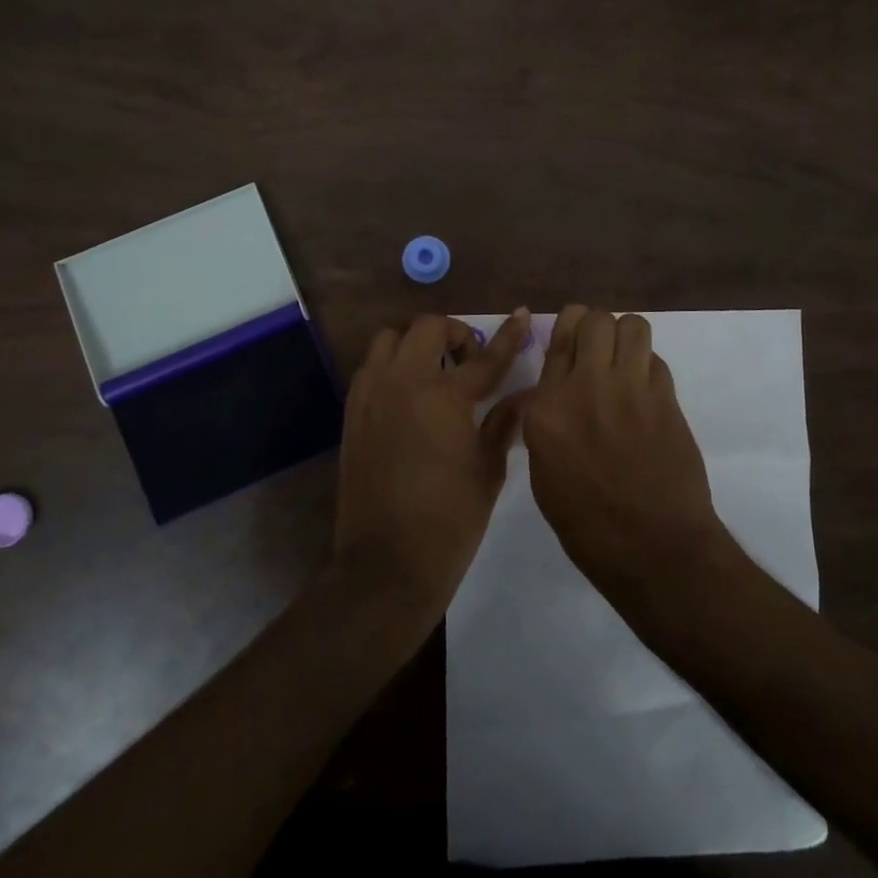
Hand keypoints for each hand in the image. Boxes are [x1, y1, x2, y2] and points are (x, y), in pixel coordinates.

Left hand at [330, 308, 531, 621]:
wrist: (386, 562)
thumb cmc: (450, 520)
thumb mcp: (488, 470)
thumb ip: (503, 423)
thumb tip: (524, 396)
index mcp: (444, 397)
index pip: (485, 358)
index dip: (507, 336)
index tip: (520, 315)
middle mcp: (403, 382)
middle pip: (427, 328)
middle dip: (454, 335)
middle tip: (470, 361)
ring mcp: (371, 394)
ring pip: (390, 340)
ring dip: (416, 344)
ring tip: (434, 372)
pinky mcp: (352, 412)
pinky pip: (371, 368)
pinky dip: (392, 367)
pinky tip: (409, 396)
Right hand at [521, 306, 736, 606]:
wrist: (653, 548)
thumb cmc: (587, 524)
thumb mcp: (544, 472)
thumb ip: (545, 421)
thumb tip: (553, 393)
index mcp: (546, 409)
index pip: (556, 340)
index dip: (566, 329)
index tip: (572, 333)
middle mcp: (585, 387)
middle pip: (595, 320)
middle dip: (597, 327)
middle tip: (599, 349)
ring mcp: (630, 390)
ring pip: (632, 326)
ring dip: (627, 338)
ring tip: (625, 362)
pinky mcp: (666, 399)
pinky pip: (656, 360)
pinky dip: (649, 368)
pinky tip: (646, 392)